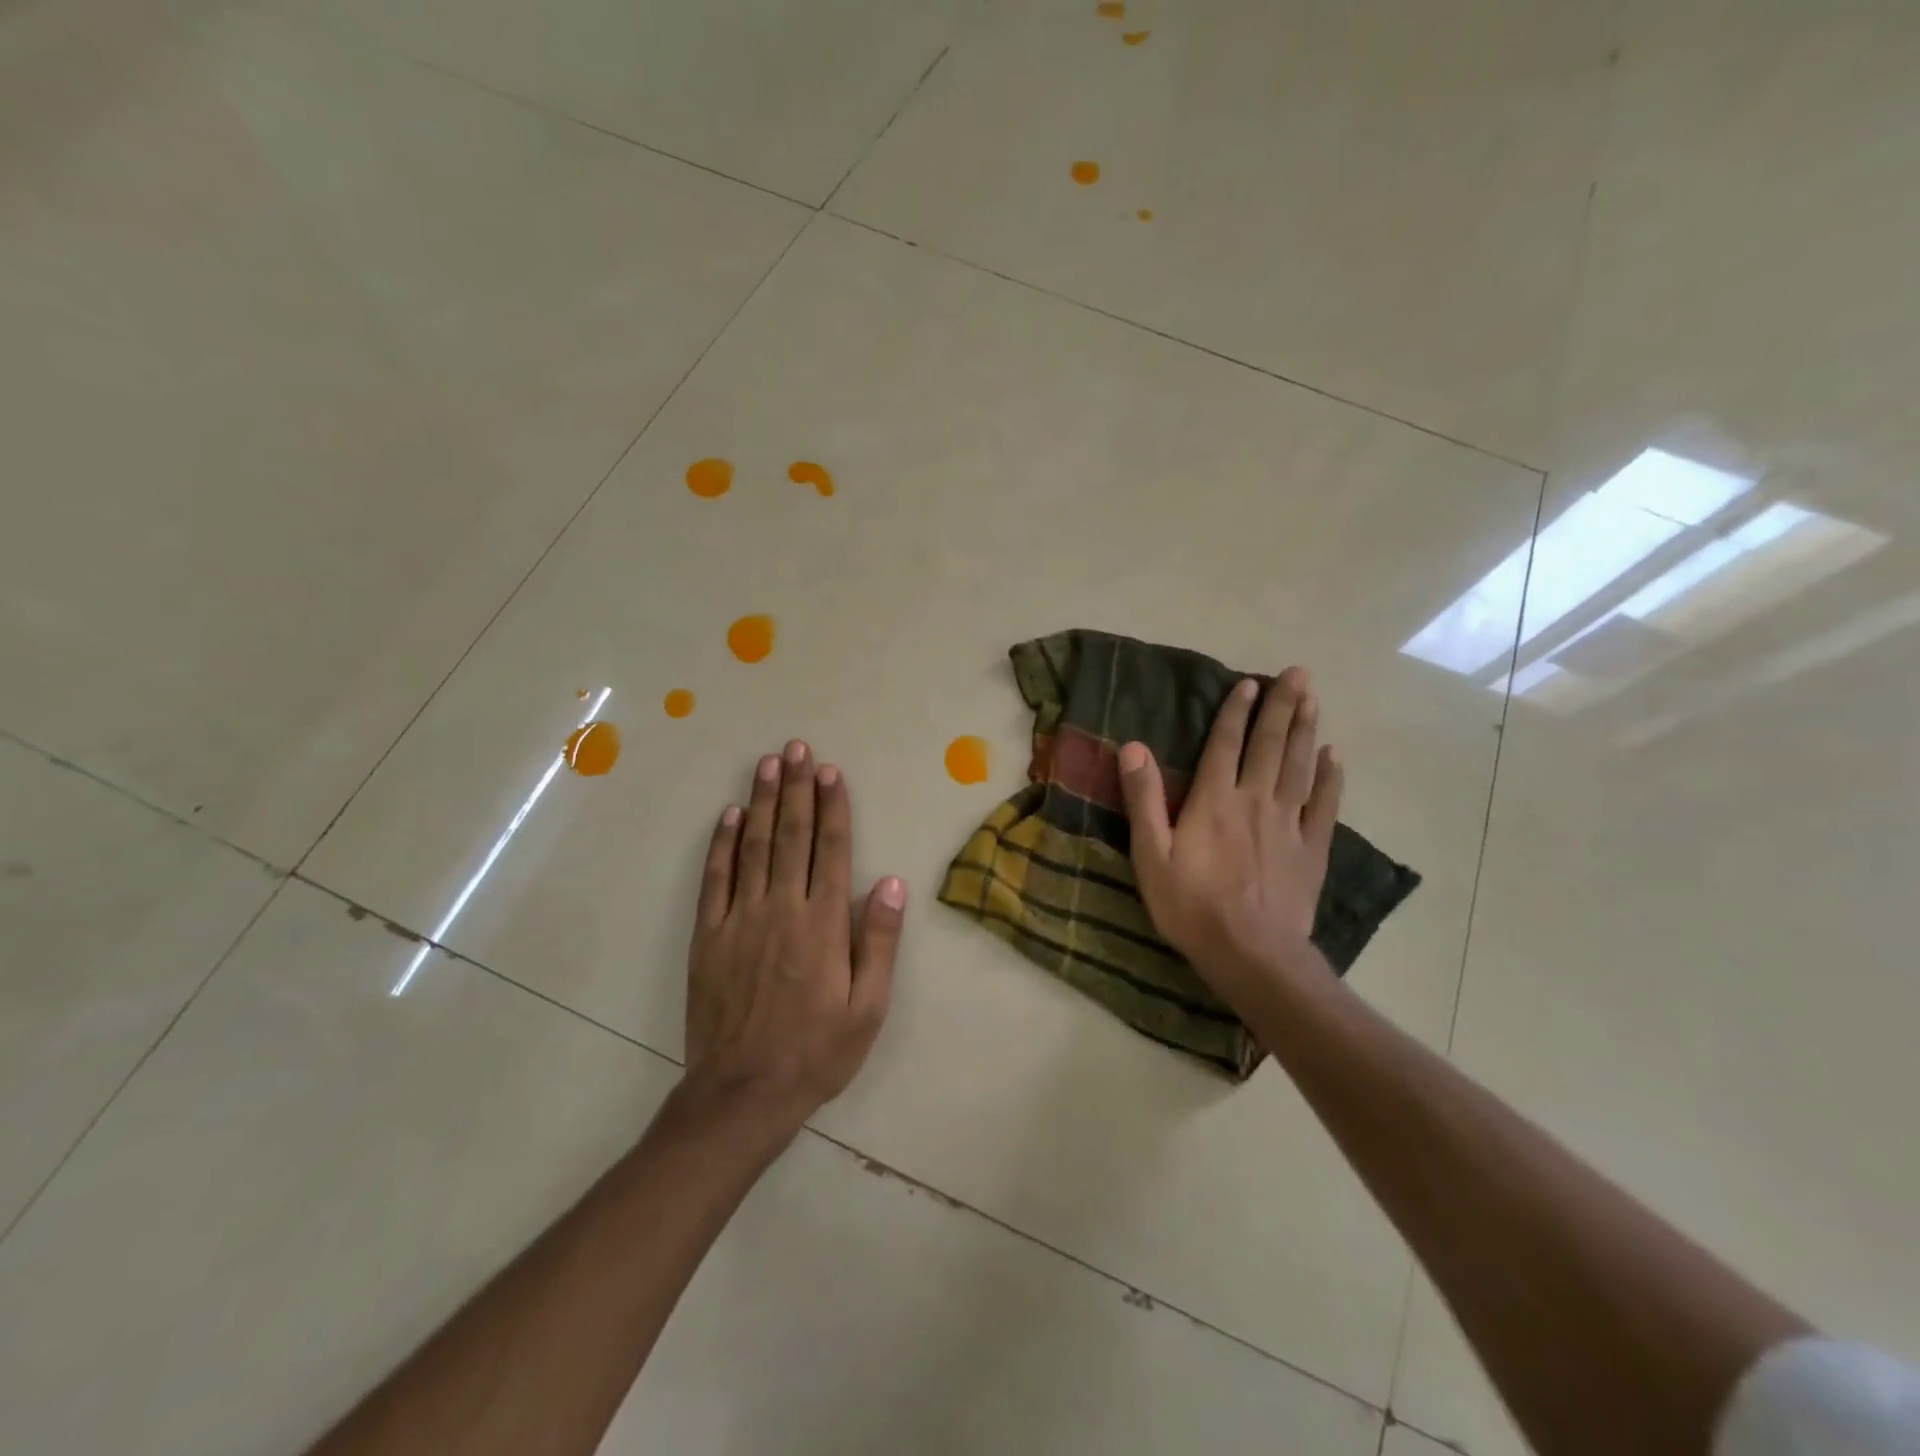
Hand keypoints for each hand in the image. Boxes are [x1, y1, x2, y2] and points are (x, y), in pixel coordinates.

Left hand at [683, 740, 906, 1137]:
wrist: (743, 1093)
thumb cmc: (817, 1051)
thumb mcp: (868, 1007)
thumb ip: (878, 941)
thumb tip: (890, 882)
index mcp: (823, 924)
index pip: (831, 849)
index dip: (832, 807)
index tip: (831, 772)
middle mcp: (782, 908)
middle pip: (790, 836)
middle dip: (796, 789)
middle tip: (798, 749)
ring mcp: (740, 919)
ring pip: (753, 847)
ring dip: (760, 802)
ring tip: (768, 764)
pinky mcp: (709, 935)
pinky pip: (715, 879)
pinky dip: (721, 844)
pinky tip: (728, 815)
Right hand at [1117, 667, 1341, 1001]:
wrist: (1251, 954)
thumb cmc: (1191, 906)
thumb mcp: (1151, 855)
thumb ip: (1144, 799)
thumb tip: (1133, 747)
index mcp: (1214, 800)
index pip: (1225, 744)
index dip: (1236, 712)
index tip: (1250, 683)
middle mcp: (1255, 800)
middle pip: (1270, 745)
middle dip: (1283, 706)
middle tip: (1299, 673)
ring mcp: (1289, 823)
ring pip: (1300, 766)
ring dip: (1306, 729)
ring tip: (1314, 698)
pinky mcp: (1312, 848)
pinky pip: (1325, 804)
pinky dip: (1332, 777)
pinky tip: (1335, 755)